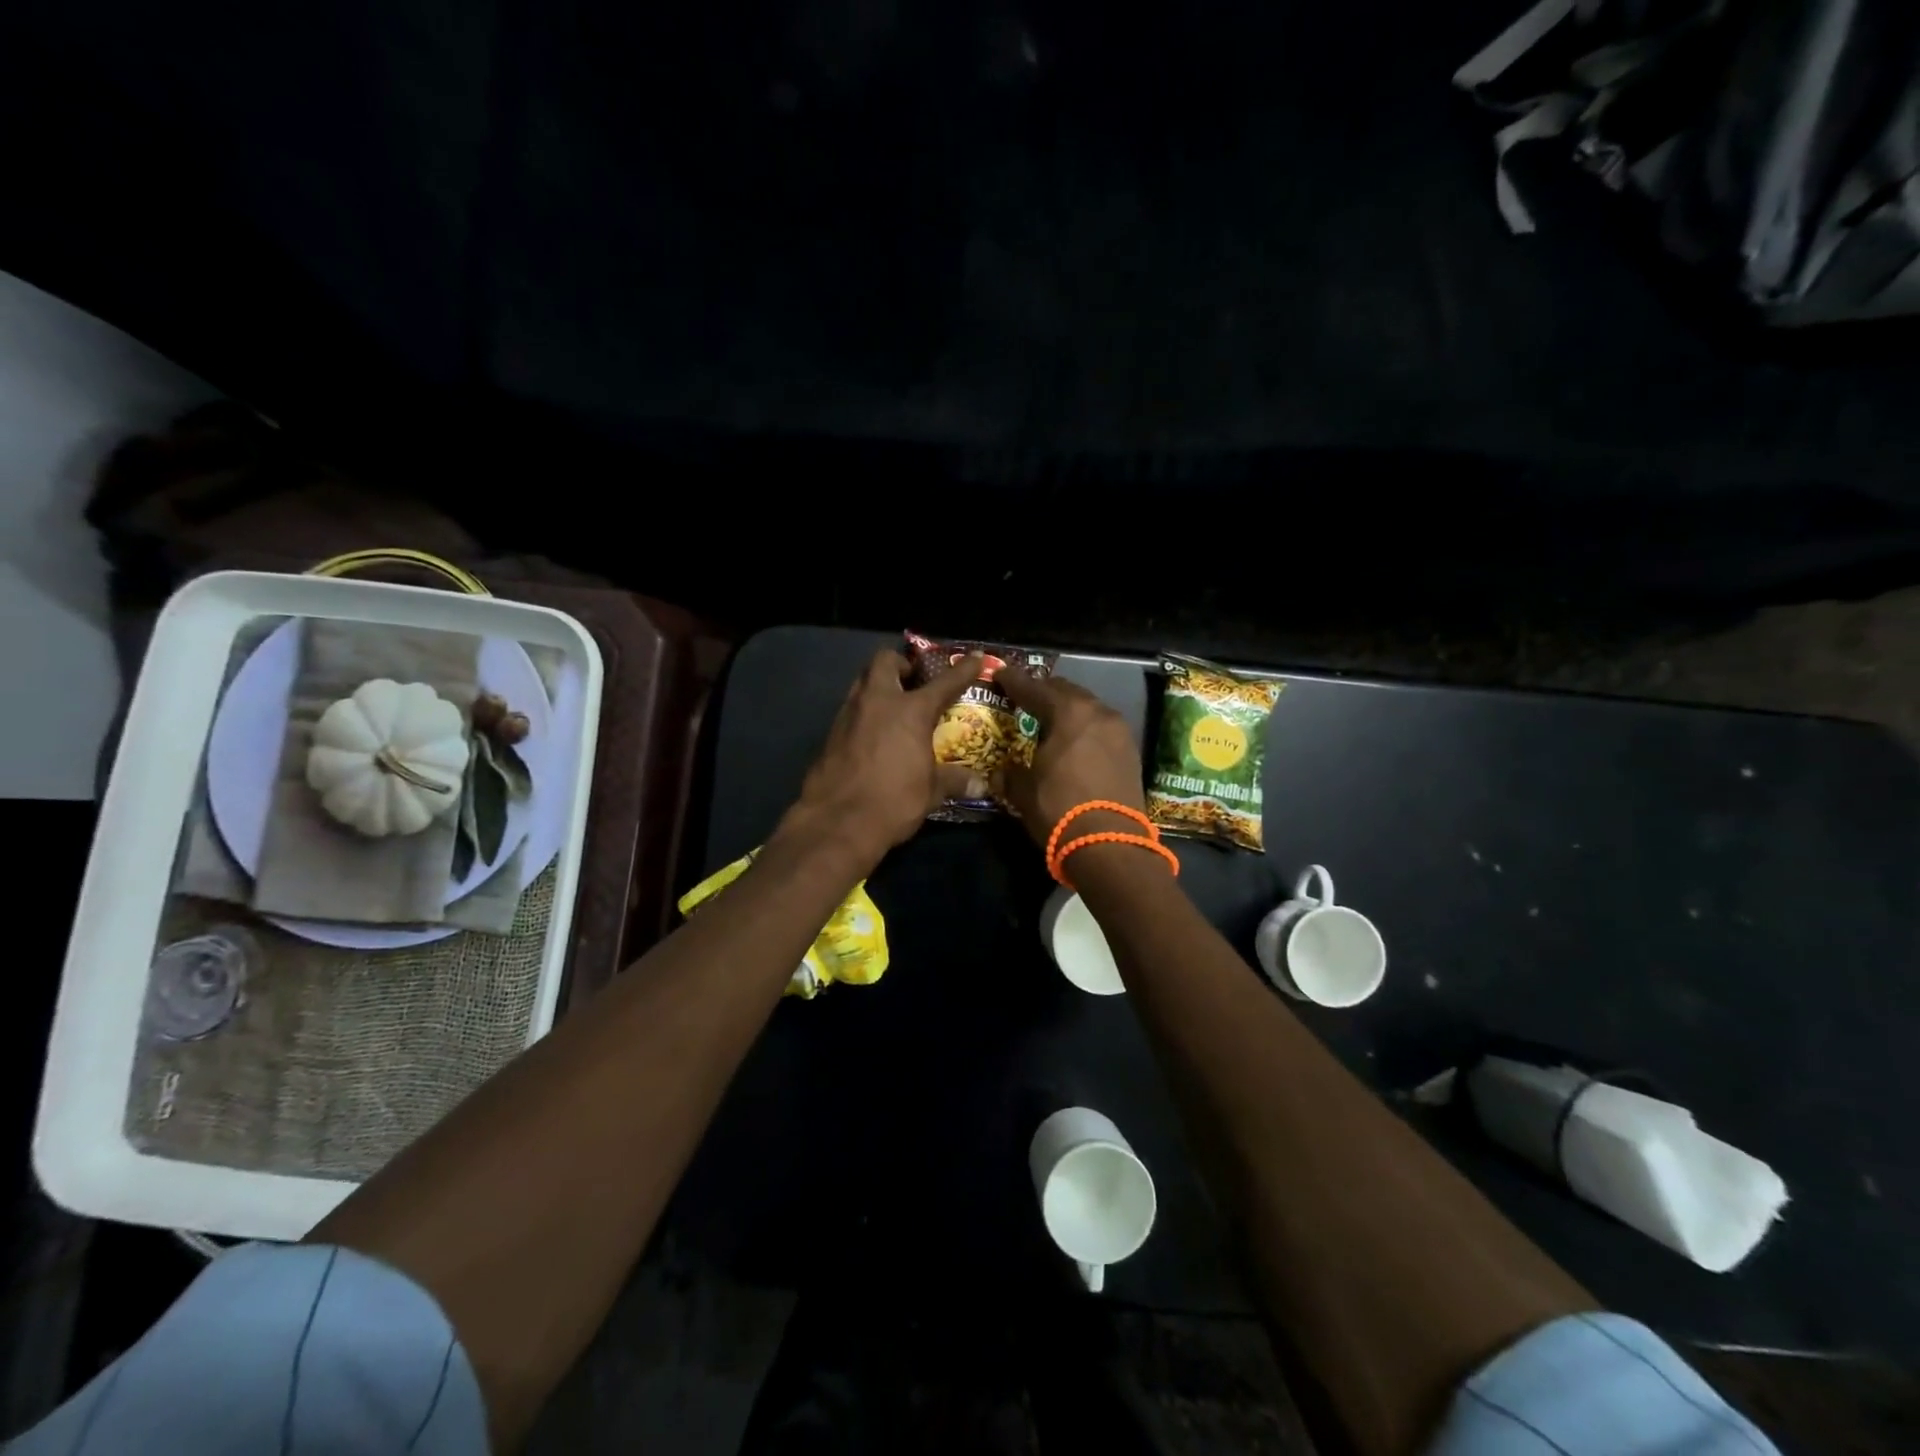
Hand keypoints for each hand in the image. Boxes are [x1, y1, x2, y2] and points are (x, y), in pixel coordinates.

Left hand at [779, 647, 984, 866]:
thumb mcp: (931, 792)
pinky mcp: (830, 734)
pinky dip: (864, 714)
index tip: (974, 658)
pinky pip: (850, 710)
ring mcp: (849, 715)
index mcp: (910, 710)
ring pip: (862, 682)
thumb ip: (954, 781)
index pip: (944, 682)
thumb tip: (980, 786)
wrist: (836, 821)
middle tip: (913, 681)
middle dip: (900, 665)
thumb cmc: (893, 801)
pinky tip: (872, 735)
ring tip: (893, 707)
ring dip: (878, 686)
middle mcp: (878, 702)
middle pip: (885, 662)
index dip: (962, 669)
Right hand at [992, 665, 1146, 848]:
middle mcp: (1099, 713)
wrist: (1111, 845)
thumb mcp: (1024, 791)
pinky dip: (1085, 730)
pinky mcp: (1131, 753)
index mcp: (1069, 712)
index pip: (1035, 689)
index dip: (1014, 682)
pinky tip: (1073, 744)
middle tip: (1025, 698)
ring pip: (1088, 709)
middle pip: (1066, 692)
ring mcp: (1120, 732)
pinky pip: (1102, 730)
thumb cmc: (1060, 809)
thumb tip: (1000, 773)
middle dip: (1044, 692)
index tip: (1000, 675)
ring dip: (1068, 711)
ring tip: (1050, 722)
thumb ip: (1009, 774)